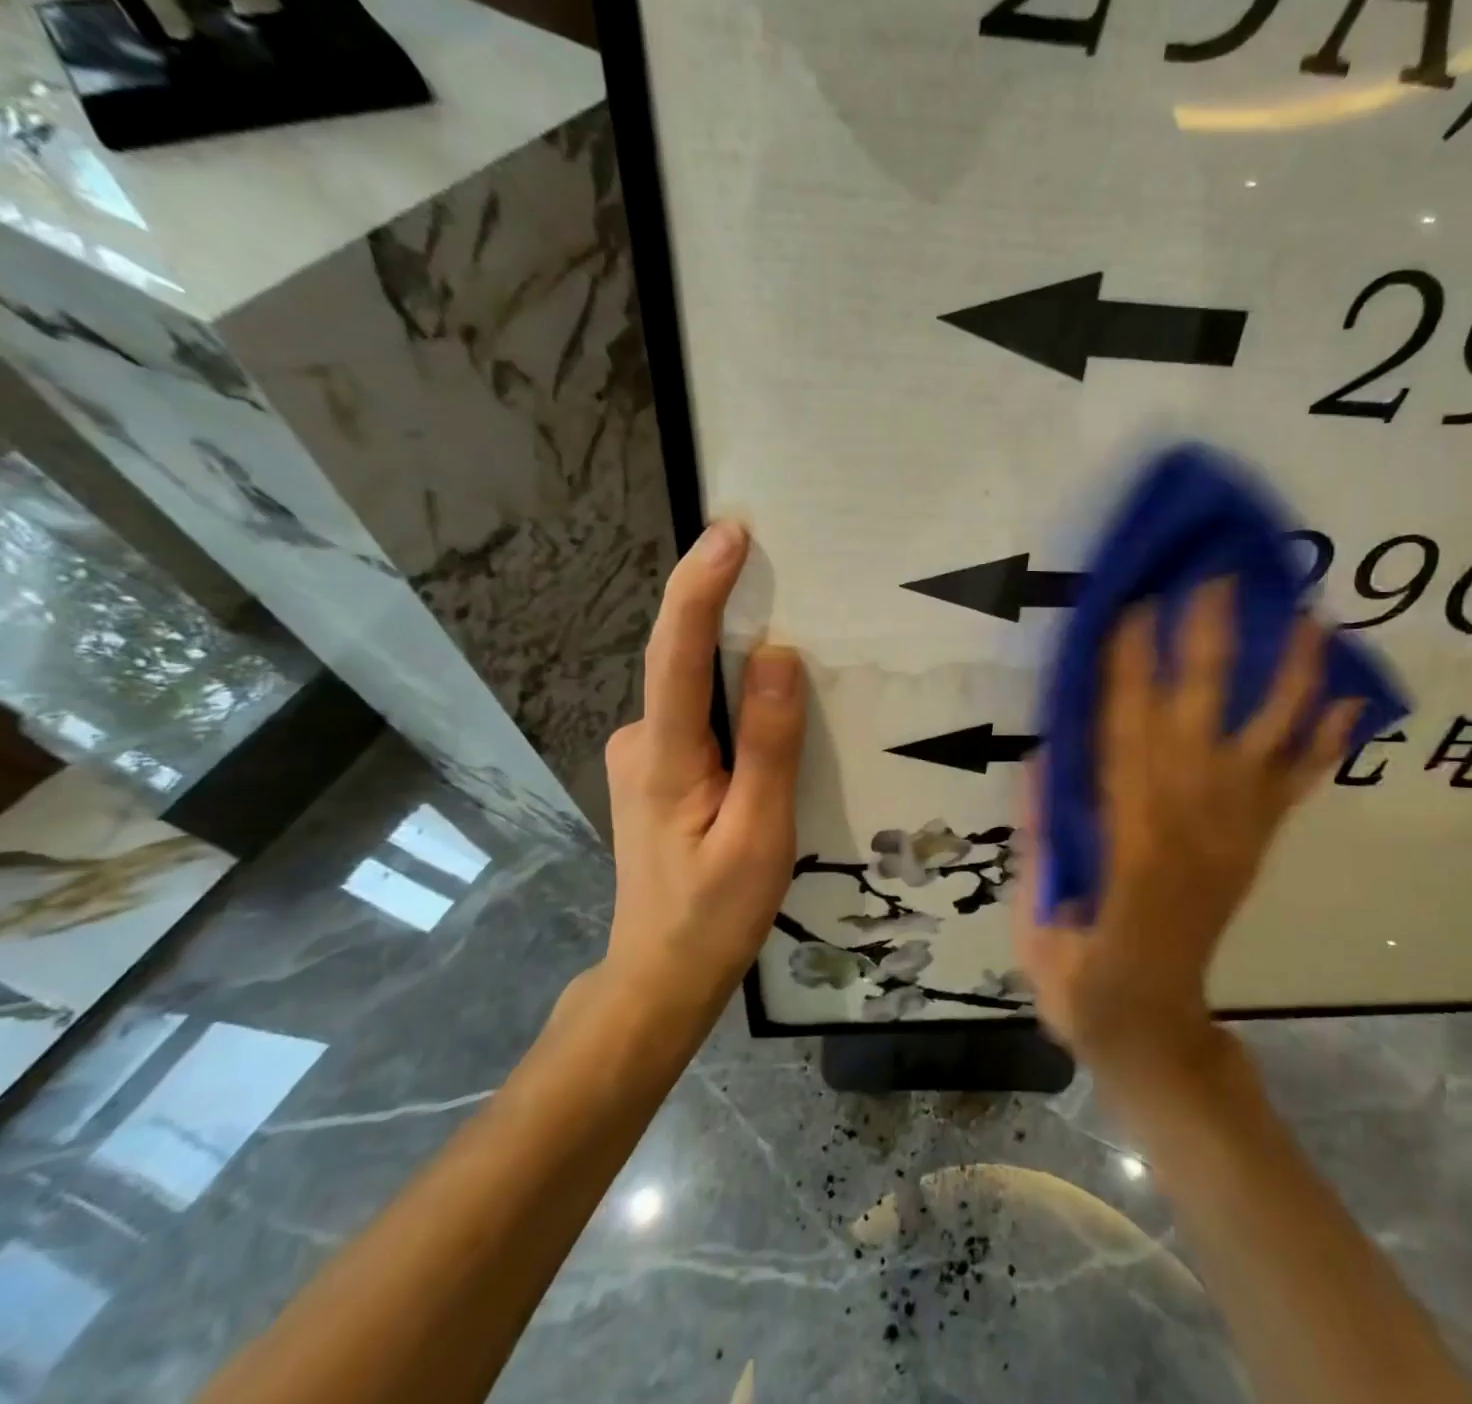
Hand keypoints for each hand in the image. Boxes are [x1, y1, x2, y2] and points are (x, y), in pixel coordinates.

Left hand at [599, 521, 806, 1002]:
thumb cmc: (714, 913)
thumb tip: (779, 656)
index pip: (677, 653)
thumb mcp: (759, 834)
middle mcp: (640, 740)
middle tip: (782, 572)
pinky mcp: (656, 772)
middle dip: (726, 611)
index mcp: (664, 756)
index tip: (730, 534)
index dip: (700, 587)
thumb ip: (770, 746)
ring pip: (696, 692)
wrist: (660, 975)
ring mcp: (642, 757)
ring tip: (793, 647)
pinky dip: (731, 700)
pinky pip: (699, 716)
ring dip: (735, 662)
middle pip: (684, 661)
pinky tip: (768, 715)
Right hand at [1017, 581, 1356, 1093]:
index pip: (1125, 728)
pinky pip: (1296, 789)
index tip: (1136, 604)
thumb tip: (1047, 753)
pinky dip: (1325, 746)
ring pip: (1269, 740)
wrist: (1152, 1024)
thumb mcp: (1040, 907)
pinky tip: (1347, 701)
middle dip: (1209, 641)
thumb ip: (1045, 829)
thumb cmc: (1080, 968)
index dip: (1129, 664)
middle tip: (1219, 577)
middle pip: (1201, 714)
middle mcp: (1190, 816)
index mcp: (1128, 829)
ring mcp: (1235, 829)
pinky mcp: (1259, 844)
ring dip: (1291, 676)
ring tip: (1310, 617)